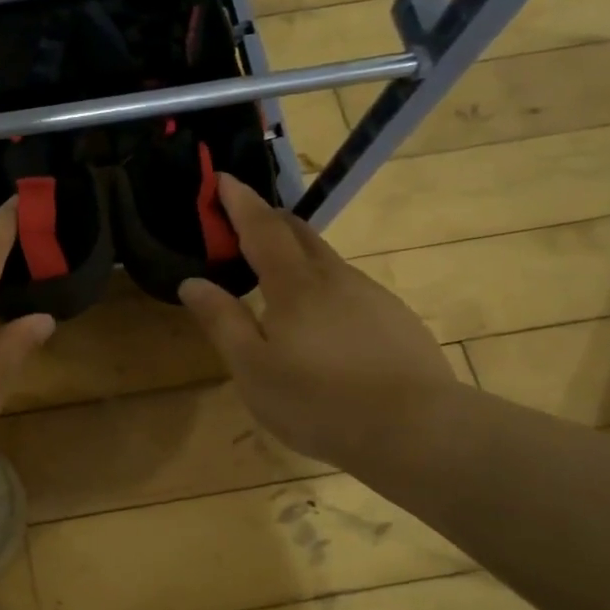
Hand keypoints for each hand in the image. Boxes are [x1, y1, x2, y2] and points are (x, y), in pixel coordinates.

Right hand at [178, 175, 454, 468]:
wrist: (418, 431)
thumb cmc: (319, 401)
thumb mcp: (252, 368)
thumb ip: (222, 321)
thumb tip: (192, 282)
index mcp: (295, 286)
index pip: (262, 228)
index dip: (240, 202)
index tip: (223, 178)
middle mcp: (335, 279)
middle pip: (299, 233)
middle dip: (268, 218)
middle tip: (243, 219)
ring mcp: (371, 296)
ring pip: (327, 261)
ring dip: (297, 253)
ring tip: (276, 275)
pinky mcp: (395, 319)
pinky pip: (349, 288)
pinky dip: (323, 286)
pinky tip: (321, 321)